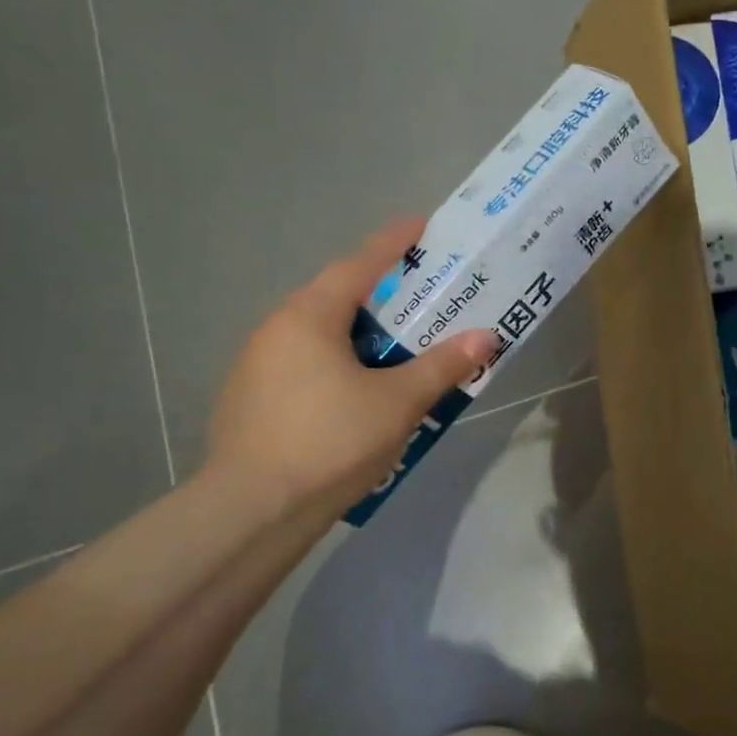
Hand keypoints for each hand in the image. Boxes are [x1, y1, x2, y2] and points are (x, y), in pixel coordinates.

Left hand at [206, 216, 499, 515]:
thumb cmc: (331, 441)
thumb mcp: (398, 402)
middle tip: (421, 300)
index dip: (394, 243)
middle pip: (337, 298)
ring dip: (358, 335)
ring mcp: (256, 366)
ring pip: (319, 335)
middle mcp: (276, 329)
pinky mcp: (251, 401)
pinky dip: (336, 365)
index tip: (422, 225)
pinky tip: (356, 396)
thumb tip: (486, 337)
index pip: (359, 264)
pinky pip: (304, 366)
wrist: (253, 511)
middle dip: (380, 294)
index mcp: (309, 317)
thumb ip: (442, 366)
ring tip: (396, 351)